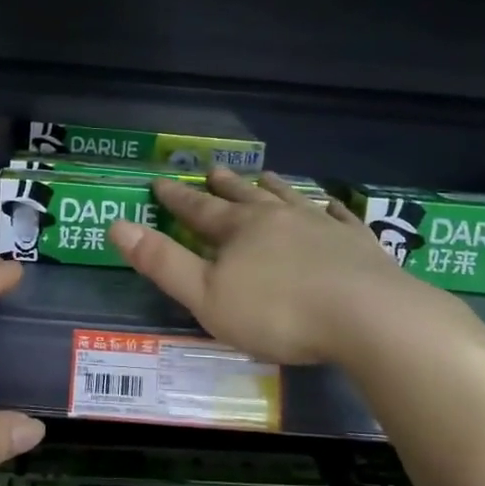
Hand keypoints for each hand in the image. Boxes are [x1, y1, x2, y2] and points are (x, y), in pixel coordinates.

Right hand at [109, 168, 452, 364]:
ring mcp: (322, 226)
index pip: (199, 209)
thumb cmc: (278, 313)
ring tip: (265, 175)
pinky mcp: (358, 244)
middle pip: (245, 196)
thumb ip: (163, 263)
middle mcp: (278, 218)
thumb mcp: (206, 296)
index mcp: (239, 231)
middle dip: (225, 185)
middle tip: (212, 170)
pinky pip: (341, 217)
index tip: (161, 182)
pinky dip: (331, 208)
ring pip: (291, 199)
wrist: (367, 316)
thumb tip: (117, 227)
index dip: (177, 198)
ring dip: (274, 187)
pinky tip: (332, 204)